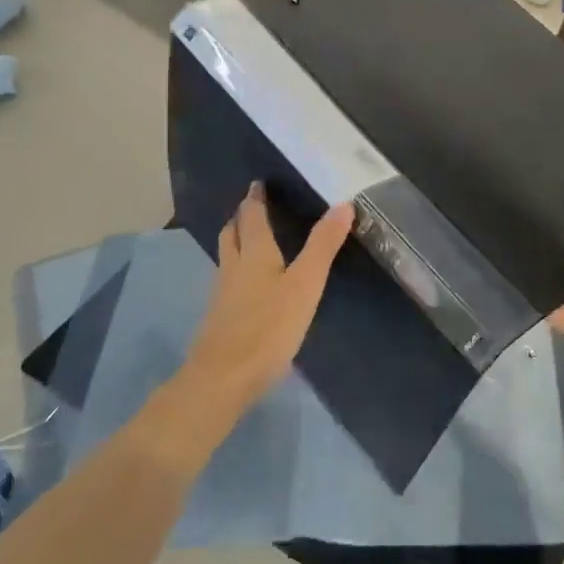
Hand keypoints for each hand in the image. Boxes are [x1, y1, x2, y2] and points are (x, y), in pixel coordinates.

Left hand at [185, 183, 353, 406]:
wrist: (222, 379)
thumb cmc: (268, 328)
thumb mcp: (305, 285)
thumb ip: (323, 246)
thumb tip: (343, 205)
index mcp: (254, 254)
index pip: (252, 217)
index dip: (255, 199)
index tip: (257, 183)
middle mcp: (233, 268)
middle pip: (231, 235)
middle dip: (240, 218)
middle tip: (250, 207)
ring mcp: (222, 295)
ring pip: (227, 258)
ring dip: (235, 243)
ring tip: (248, 240)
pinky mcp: (220, 320)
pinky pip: (228, 283)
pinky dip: (237, 272)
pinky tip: (247, 287)